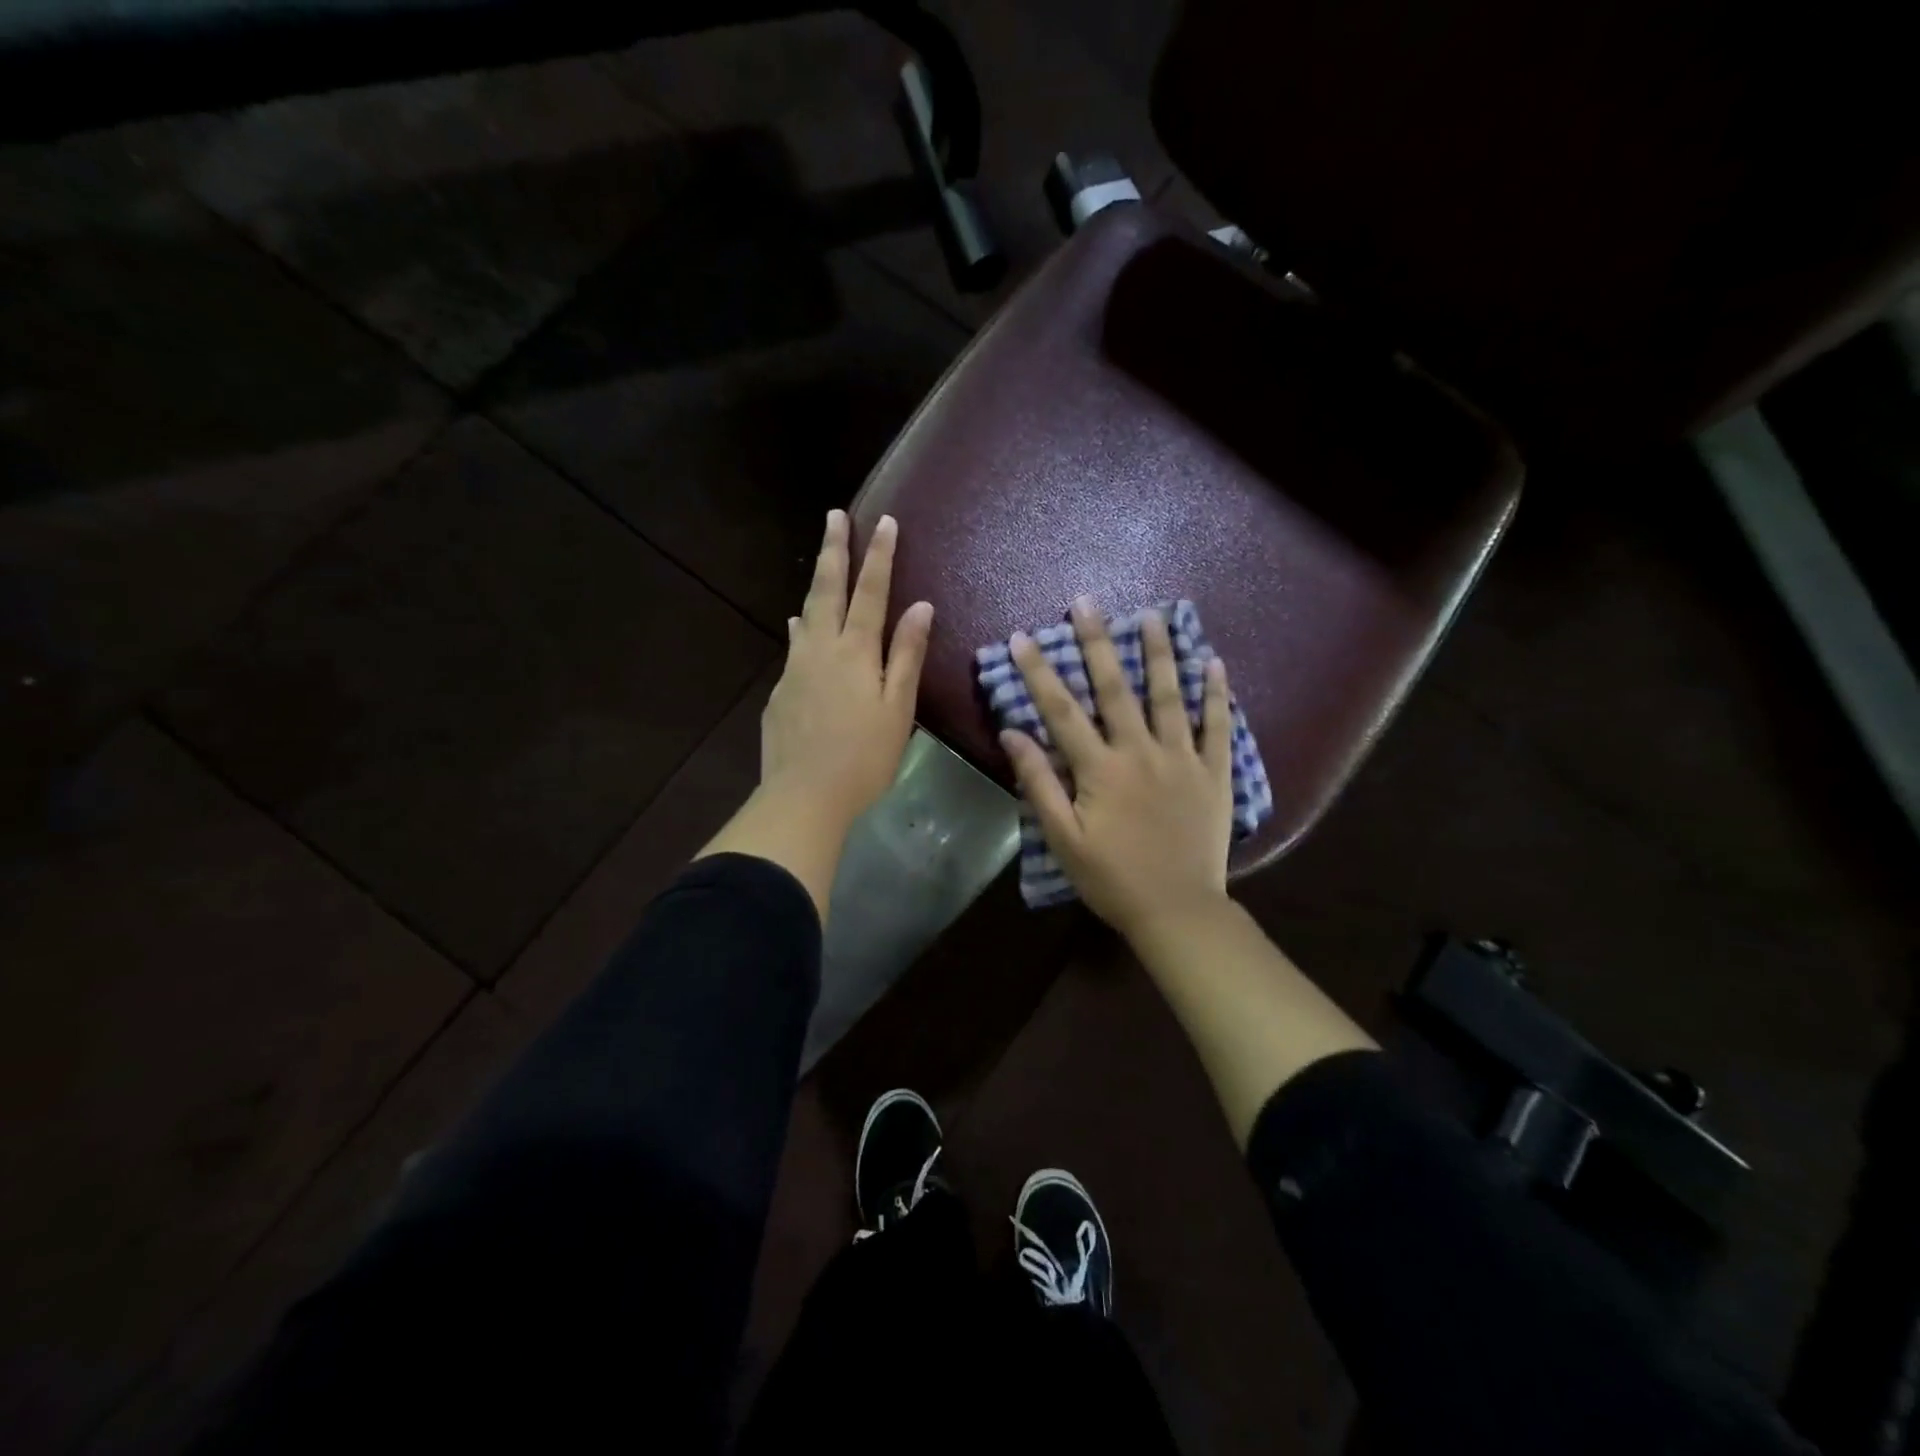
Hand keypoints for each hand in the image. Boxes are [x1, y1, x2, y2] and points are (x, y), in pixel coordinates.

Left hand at [760, 509, 932, 834]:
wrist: (804, 796)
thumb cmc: (864, 757)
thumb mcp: (898, 708)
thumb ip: (907, 655)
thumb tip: (921, 606)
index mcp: (856, 651)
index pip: (871, 592)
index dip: (879, 555)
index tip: (885, 521)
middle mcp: (821, 649)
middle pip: (827, 590)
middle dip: (834, 550)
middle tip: (834, 516)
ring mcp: (795, 669)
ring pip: (806, 615)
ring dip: (816, 585)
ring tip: (821, 563)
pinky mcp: (780, 692)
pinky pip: (794, 647)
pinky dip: (802, 629)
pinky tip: (799, 629)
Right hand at [1000, 596, 1235, 940]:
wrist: (1177, 910)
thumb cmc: (1111, 878)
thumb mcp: (1063, 837)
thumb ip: (1039, 782)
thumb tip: (1014, 733)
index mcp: (1101, 768)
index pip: (1062, 710)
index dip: (1039, 672)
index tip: (1022, 637)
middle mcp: (1141, 751)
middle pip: (1115, 688)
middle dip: (1098, 642)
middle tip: (1087, 603)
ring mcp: (1183, 758)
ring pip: (1169, 696)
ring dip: (1159, 653)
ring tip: (1152, 616)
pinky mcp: (1214, 773)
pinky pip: (1218, 726)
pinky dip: (1216, 694)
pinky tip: (1215, 662)